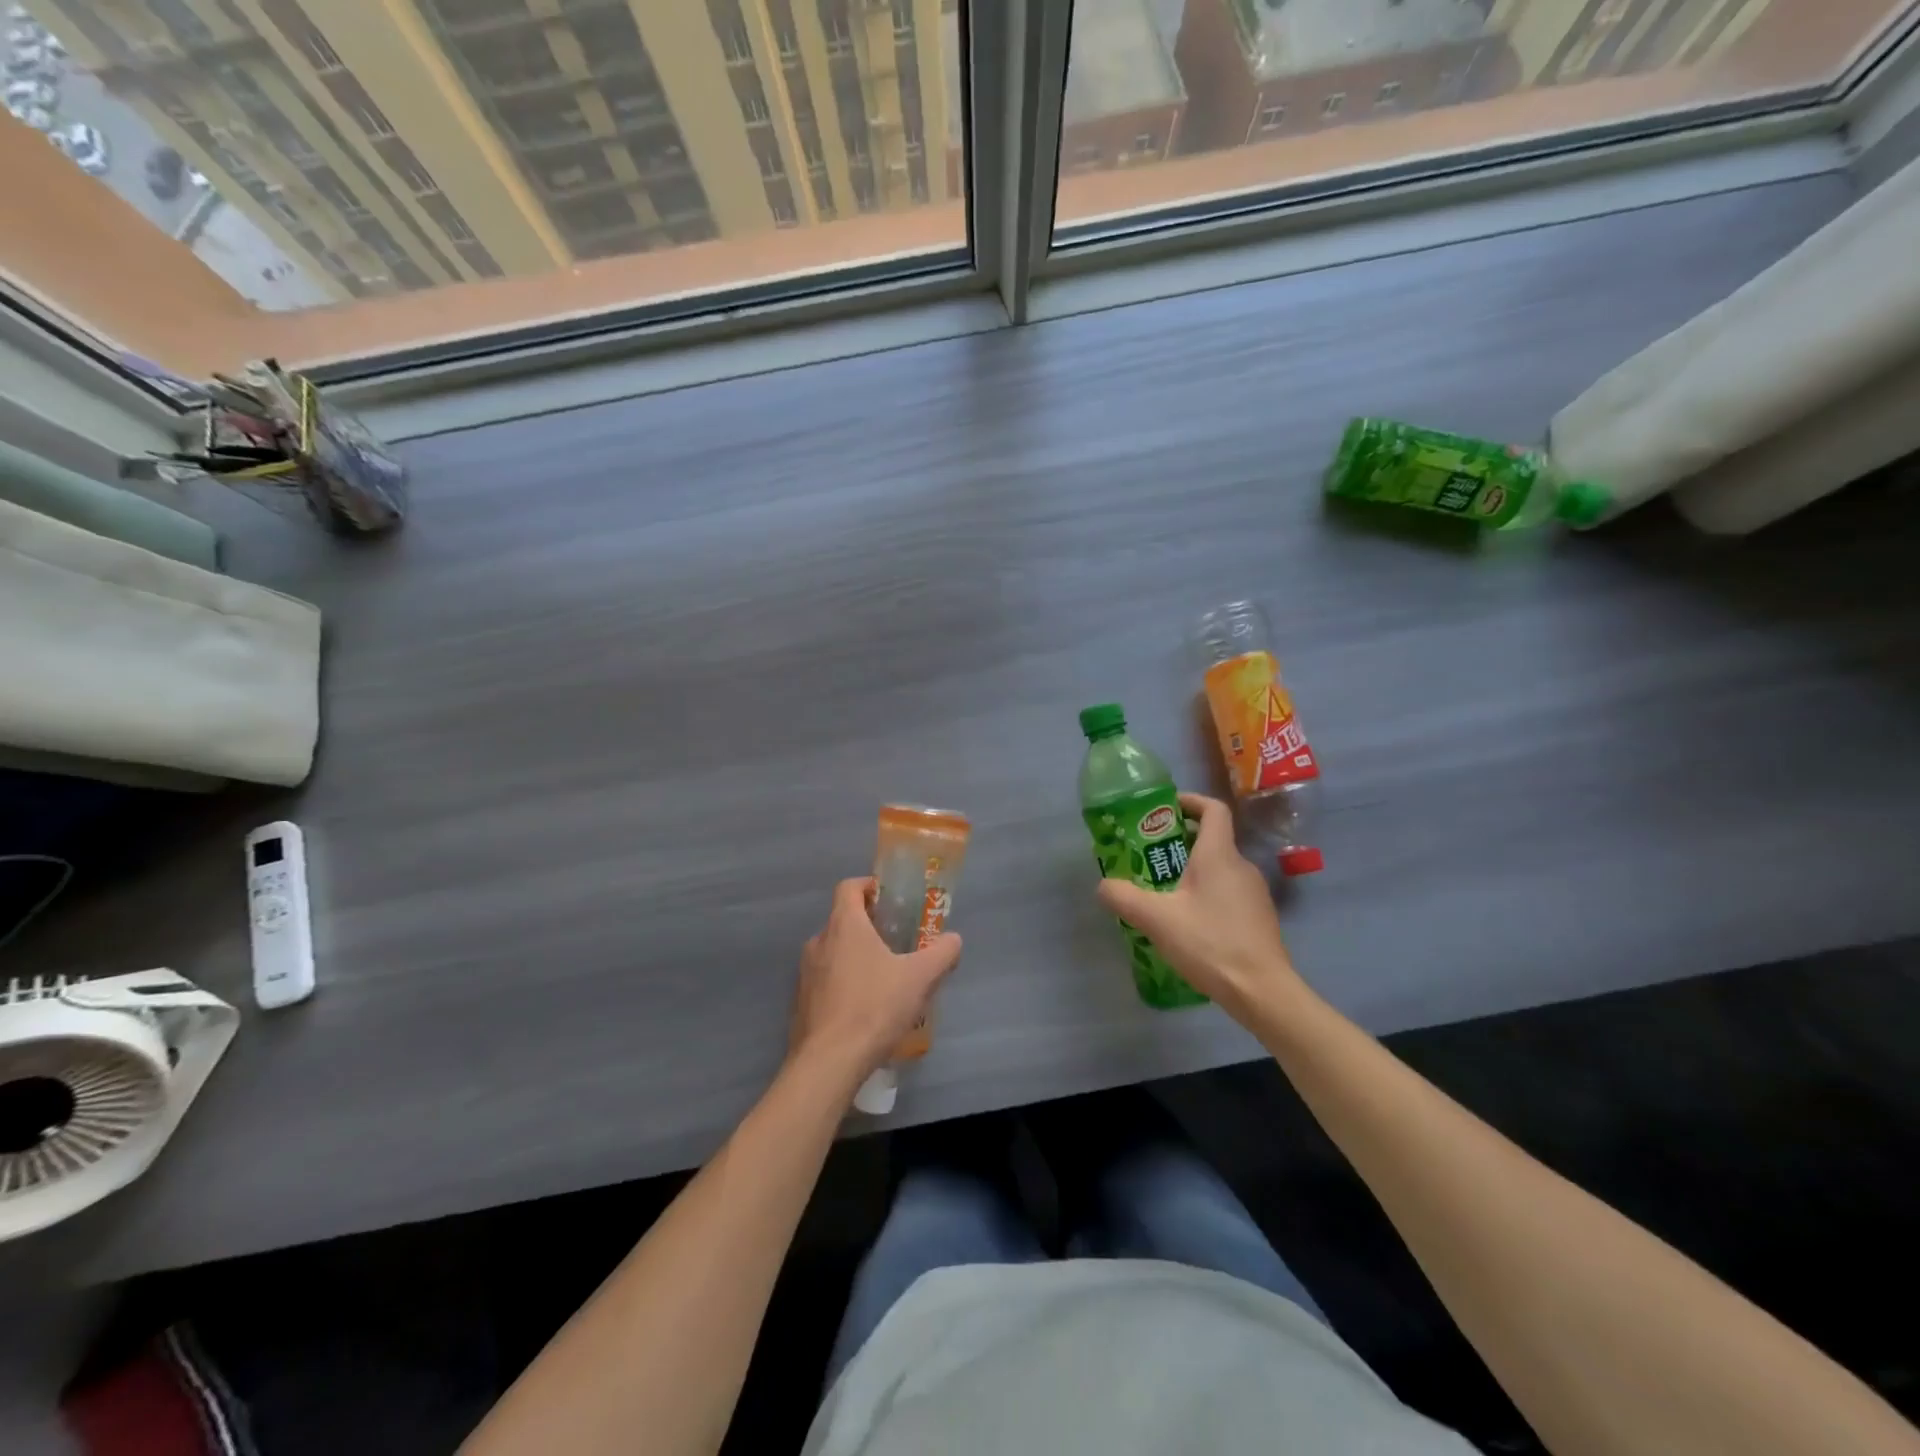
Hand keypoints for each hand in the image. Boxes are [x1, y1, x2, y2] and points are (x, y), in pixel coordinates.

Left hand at [788, 877, 962, 1089]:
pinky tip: (865, 1007)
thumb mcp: (920, 978)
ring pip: (834, 952)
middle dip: (869, 926)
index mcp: (844, 925)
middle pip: (843, 920)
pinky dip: (844, 983)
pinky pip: (826, 981)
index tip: (890, 899)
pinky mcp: (801, 1002)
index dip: (869, 886)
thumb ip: (942, 953)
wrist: (829, 1063)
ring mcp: (805, 973)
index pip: (849, 887)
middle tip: (897, 942)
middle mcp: (819, 942)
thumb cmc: (874, 1007)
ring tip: (884, 977)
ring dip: (856, 956)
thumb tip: (954, 940)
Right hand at [1097, 793, 1306, 1020]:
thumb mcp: (1156, 920)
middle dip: (1180, 842)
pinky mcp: (1259, 918)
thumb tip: (1104, 886)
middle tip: (1149, 856)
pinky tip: (1188, 922)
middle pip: (1212, 840)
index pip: (1213, 809)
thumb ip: (1124, 897)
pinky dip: (1207, 894)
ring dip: (1192, 871)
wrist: (1262, 991)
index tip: (1165, 809)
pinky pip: (1228, 892)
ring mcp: (1254, 893)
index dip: (1190, 801)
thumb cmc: (1210, 943)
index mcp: (1219, 855)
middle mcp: (1241, 866)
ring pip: (1219, 869)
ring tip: (1163, 892)